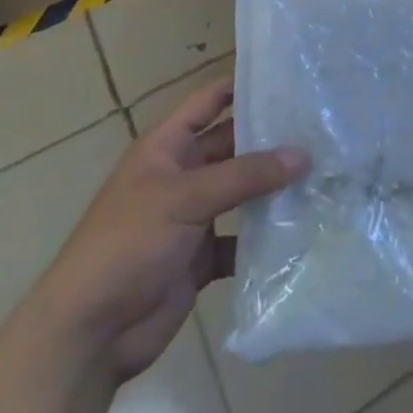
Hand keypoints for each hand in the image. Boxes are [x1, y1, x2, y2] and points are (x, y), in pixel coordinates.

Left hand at [35, 78, 308, 382]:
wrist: (89, 334)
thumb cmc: (128, 244)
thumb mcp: (185, 198)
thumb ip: (244, 175)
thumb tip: (302, 155)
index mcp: (166, 147)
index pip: (208, 101)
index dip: (241, 86)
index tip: (287, 78)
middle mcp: (181, 175)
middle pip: (232, 146)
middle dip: (269, 139)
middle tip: (319, 128)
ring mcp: (192, 217)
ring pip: (241, 192)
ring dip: (272, 188)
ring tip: (322, 173)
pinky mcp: (202, 257)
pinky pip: (241, 239)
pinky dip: (265, 237)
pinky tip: (301, 230)